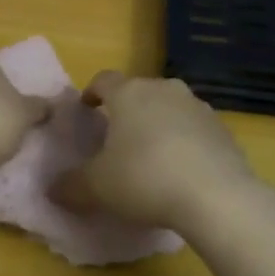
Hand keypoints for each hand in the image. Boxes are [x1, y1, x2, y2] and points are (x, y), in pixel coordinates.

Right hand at [61, 72, 261, 230]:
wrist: (216, 196)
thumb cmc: (145, 179)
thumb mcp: (97, 187)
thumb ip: (71, 185)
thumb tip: (52, 189)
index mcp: (129, 93)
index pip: (104, 80)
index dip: (92, 92)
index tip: (86, 107)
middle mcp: (163, 89)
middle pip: (139, 91)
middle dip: (127, 109)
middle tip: (117, 135)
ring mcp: (197, 106)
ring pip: (169, 107)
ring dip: (158, 123)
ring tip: (151, 153)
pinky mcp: (222, 128)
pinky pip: (194, 128)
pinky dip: (184, 140)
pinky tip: (181, 168)